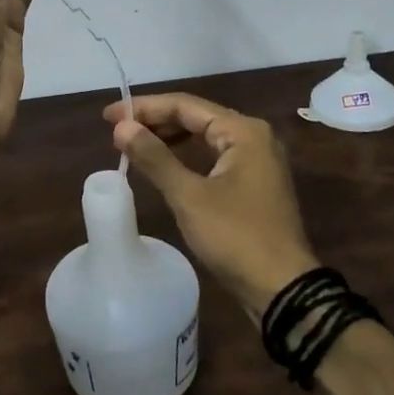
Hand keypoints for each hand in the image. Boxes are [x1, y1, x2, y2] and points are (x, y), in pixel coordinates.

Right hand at [107, 93, 319, 317]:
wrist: (283, 289)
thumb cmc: (236, 237)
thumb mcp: (189, 196)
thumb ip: (154, 157)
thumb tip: (121, 127)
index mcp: (243, 131)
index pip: (185, 105)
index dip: (144, 108)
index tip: (109, 115)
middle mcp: (254, 136)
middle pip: (197, 116)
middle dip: (156, 120)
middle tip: (117, 129)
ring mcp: (257, 160)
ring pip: (205, 136)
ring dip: (170, 137)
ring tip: (135, 143)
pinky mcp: (254, 182)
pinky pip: (214, 155)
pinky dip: (187, 155)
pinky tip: (165, 163)